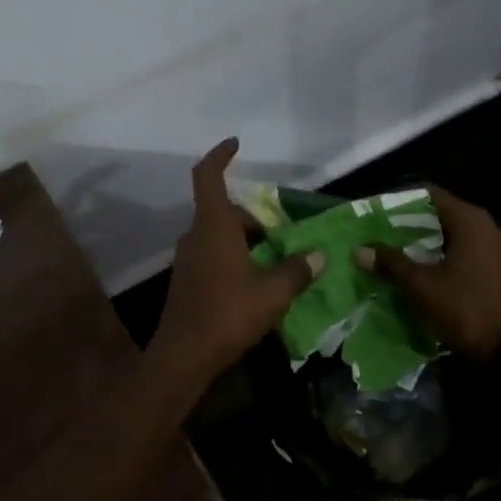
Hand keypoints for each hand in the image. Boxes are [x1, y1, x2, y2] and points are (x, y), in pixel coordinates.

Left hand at [149, 138, 323, 388]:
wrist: (183, 357)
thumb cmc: (228, 314)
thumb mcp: (273, 292)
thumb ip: (297, 270)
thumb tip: (317, 255)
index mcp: (213, 227)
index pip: (208, 177)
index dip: (220, 156)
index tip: (235, 144)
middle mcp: (196, 236)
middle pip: (223, 210)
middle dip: (253, 216)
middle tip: (283, 231)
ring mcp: (189, 260)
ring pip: (219, 235)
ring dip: (246, 239)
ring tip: (277, 258)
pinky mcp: (188, 281)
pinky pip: (214, 255)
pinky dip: (236, 257)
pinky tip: (257, 282)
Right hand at [357, 187, 500, 360]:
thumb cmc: (464, 308)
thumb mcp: (421, 285)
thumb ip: (391, 263)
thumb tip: (359, 250)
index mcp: (471, 221)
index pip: (431, 195)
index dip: (402, 201)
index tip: (377, 212)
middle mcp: (487, 227)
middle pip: (441, 214)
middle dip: (410, 224)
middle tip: (380, 234)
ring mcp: (496, 249)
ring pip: (453, 235)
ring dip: (425, 242)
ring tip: (394, 252)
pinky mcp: (498, 269)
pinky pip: (465, 252)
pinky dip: (442, 256)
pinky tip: (421, 270)